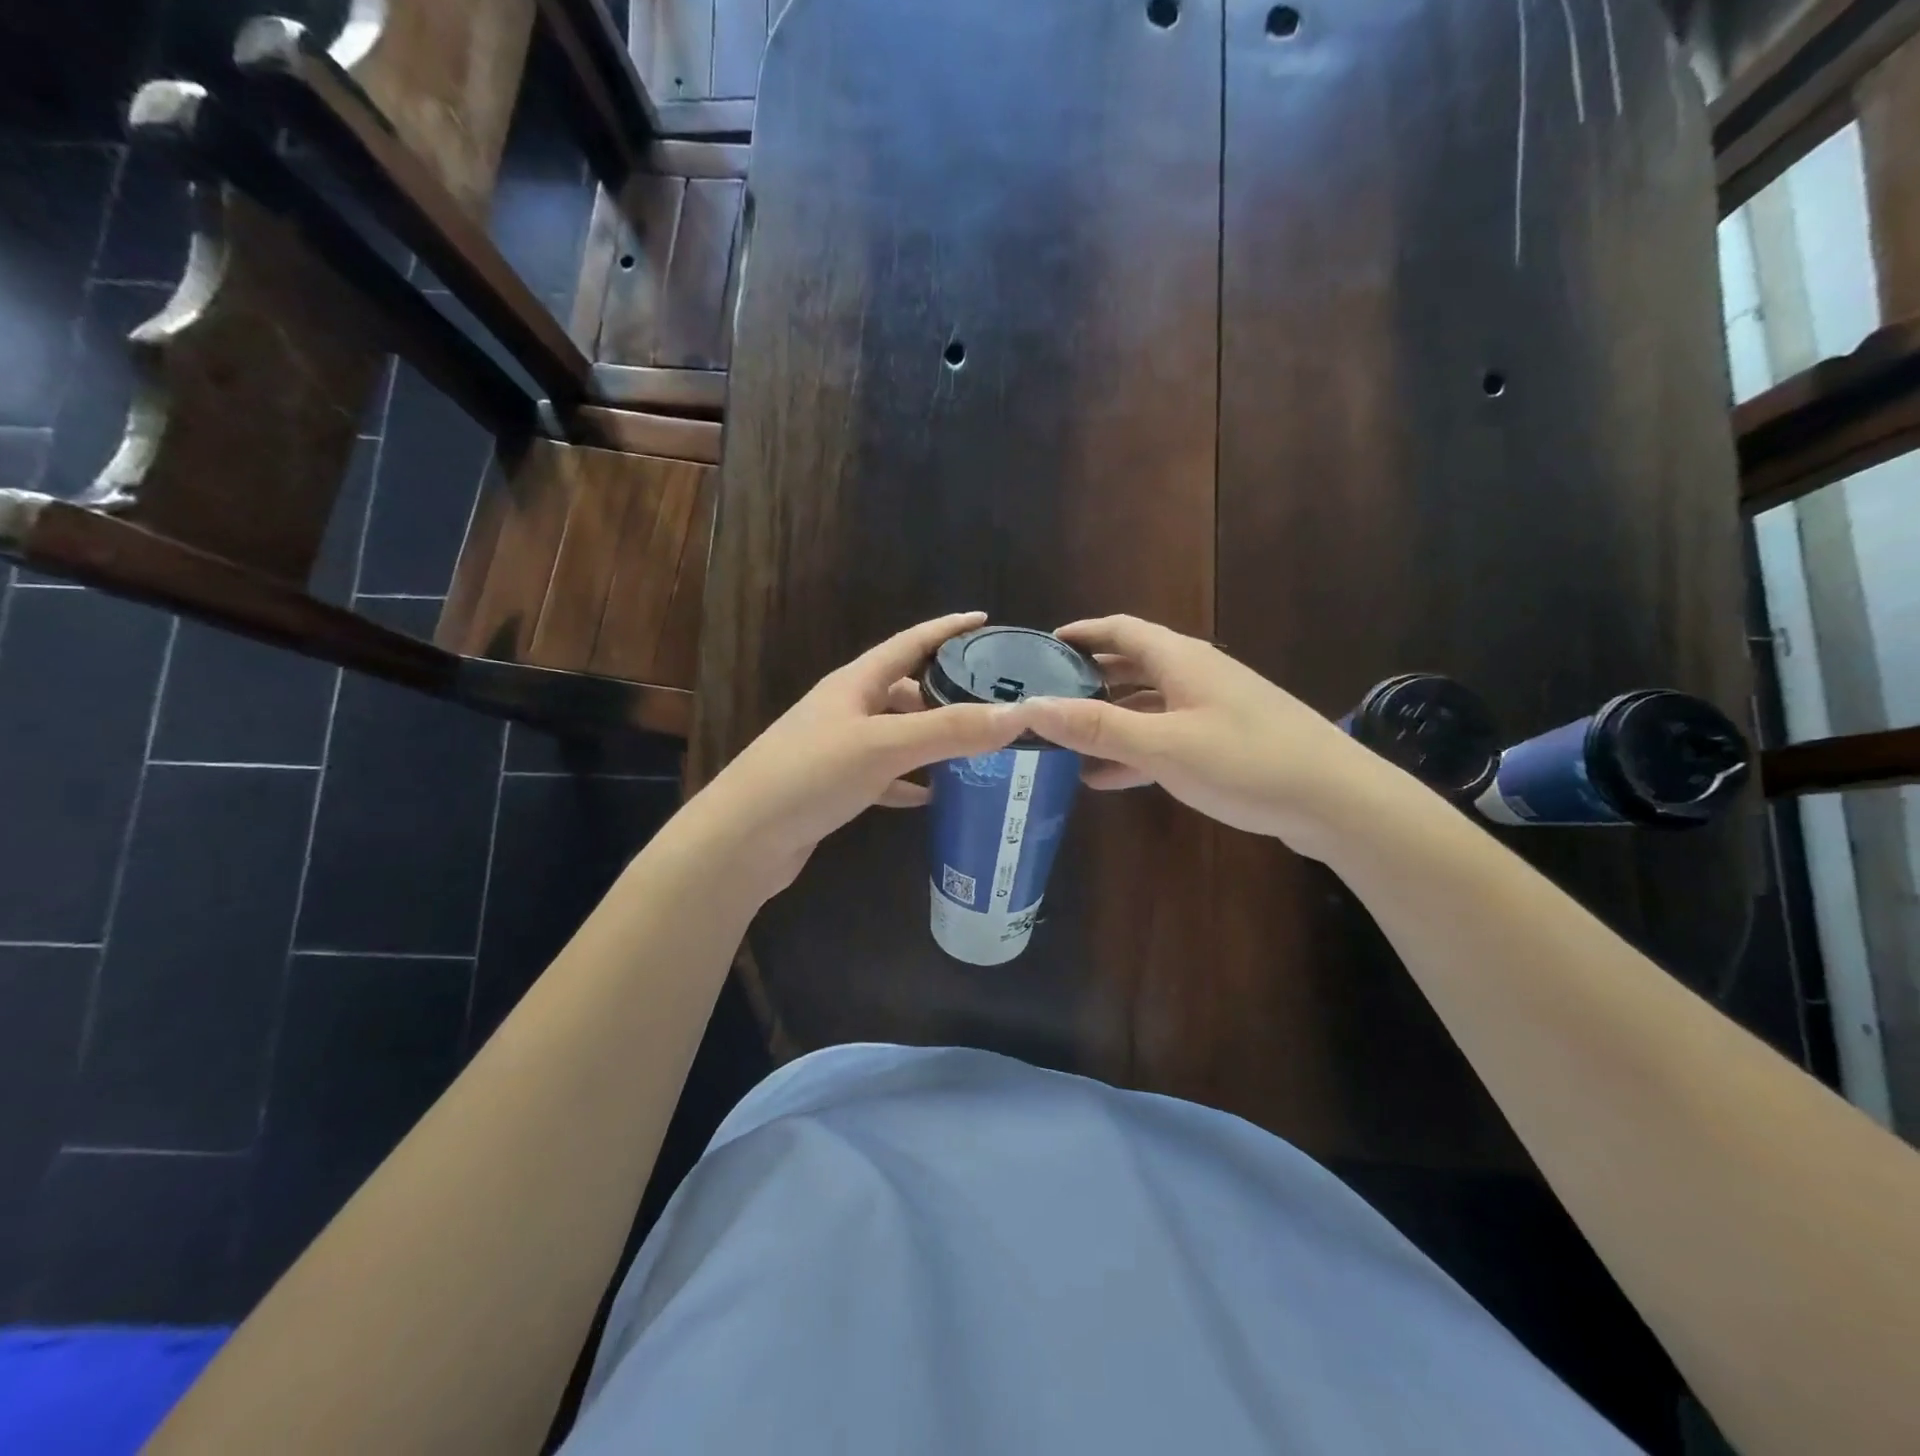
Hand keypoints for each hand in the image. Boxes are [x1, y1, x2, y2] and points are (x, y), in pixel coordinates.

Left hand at [687, 612, 1028, 896]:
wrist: (742, 840)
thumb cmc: (810, 776)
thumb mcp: (884, 746)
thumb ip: (951, 730)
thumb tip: (1020, 714)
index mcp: (854, 683)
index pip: (909, 642)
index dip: (947, 629)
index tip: (985, 620)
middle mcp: (845, 708)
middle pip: (905, 689)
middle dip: (947, 691)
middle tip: (992, 700)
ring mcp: (837, 749)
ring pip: (896, 733)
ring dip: (931, 738)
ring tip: (975, 747)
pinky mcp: (833, 787)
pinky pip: (883, 775)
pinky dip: (909, 781)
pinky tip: (932, 795)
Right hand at [1018, 615, 1396, 860]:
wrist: (1336, 801)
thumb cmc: (1246, 761)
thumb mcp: (1163, 744)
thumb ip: (1096, 727)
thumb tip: (1029, 707)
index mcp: (1180, 660)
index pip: (1120, 630)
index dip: (1081, 633)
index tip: (1043, 646)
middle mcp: (1195, 675)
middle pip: (1131, 666)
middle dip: (1088, 679)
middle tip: (1046, 698)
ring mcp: (1212, 709)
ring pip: (1146, 705)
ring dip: (1108, 720)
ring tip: (1065, 743)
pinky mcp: (1224, 742)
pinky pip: (1165, 736)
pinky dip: (1134, 749)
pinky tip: (1107, 777)